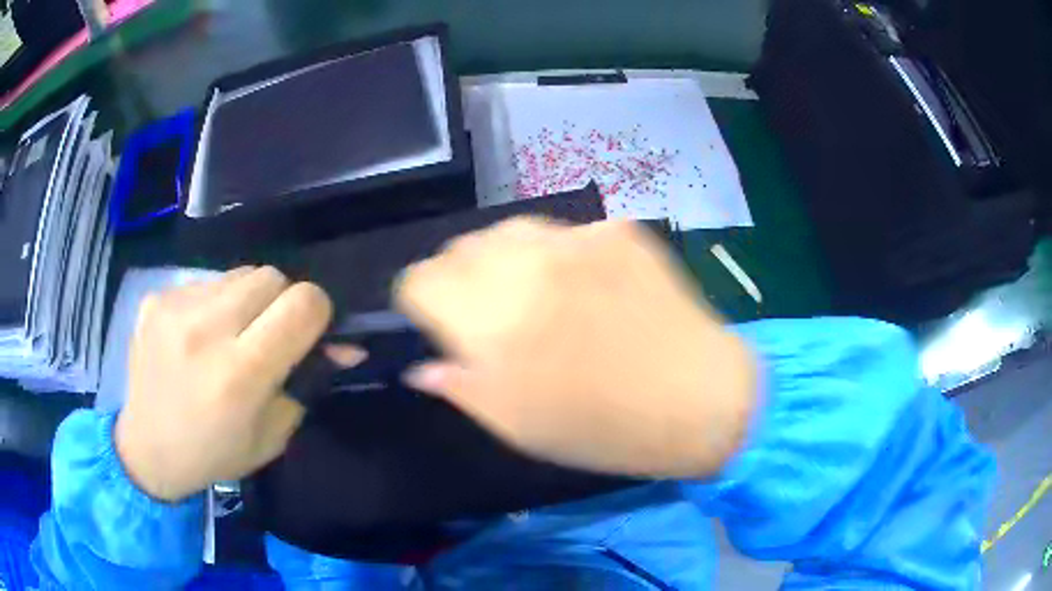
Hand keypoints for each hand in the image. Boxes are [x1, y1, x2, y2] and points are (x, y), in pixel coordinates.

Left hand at [115, 267, 361, 501]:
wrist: (147, 449)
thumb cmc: (215, 453)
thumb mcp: (273, 434)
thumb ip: (308, 382)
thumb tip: (344, 345)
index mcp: (240, 374)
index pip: (302, 303)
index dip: (318, 312)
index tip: (309, 332)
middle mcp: (206, 330)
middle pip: (272, 276)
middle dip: (281, 302)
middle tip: (267, 336)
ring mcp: (175, 307)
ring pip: (239, 274)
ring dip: (246, 300)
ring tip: (228, 335)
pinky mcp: (156, 297)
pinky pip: (206, 283)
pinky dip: (214, 304)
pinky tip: (197, 336)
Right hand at [397, 219, 756, 478]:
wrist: (697, 398)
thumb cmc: (602, 428)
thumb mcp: (516, 426)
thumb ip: (459, 386)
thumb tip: (422, 366)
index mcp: (491, 320)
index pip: (419, 279)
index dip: (419, 300)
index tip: (437, 321)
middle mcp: (526, 265)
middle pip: (458, 247)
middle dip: (459, 278)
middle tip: (487, 313)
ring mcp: (577, 239)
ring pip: (508, 229)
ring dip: (504, 258)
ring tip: (533, 292)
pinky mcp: (617, 229)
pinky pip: (565, 233)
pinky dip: (558, 255)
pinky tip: (586, 286)